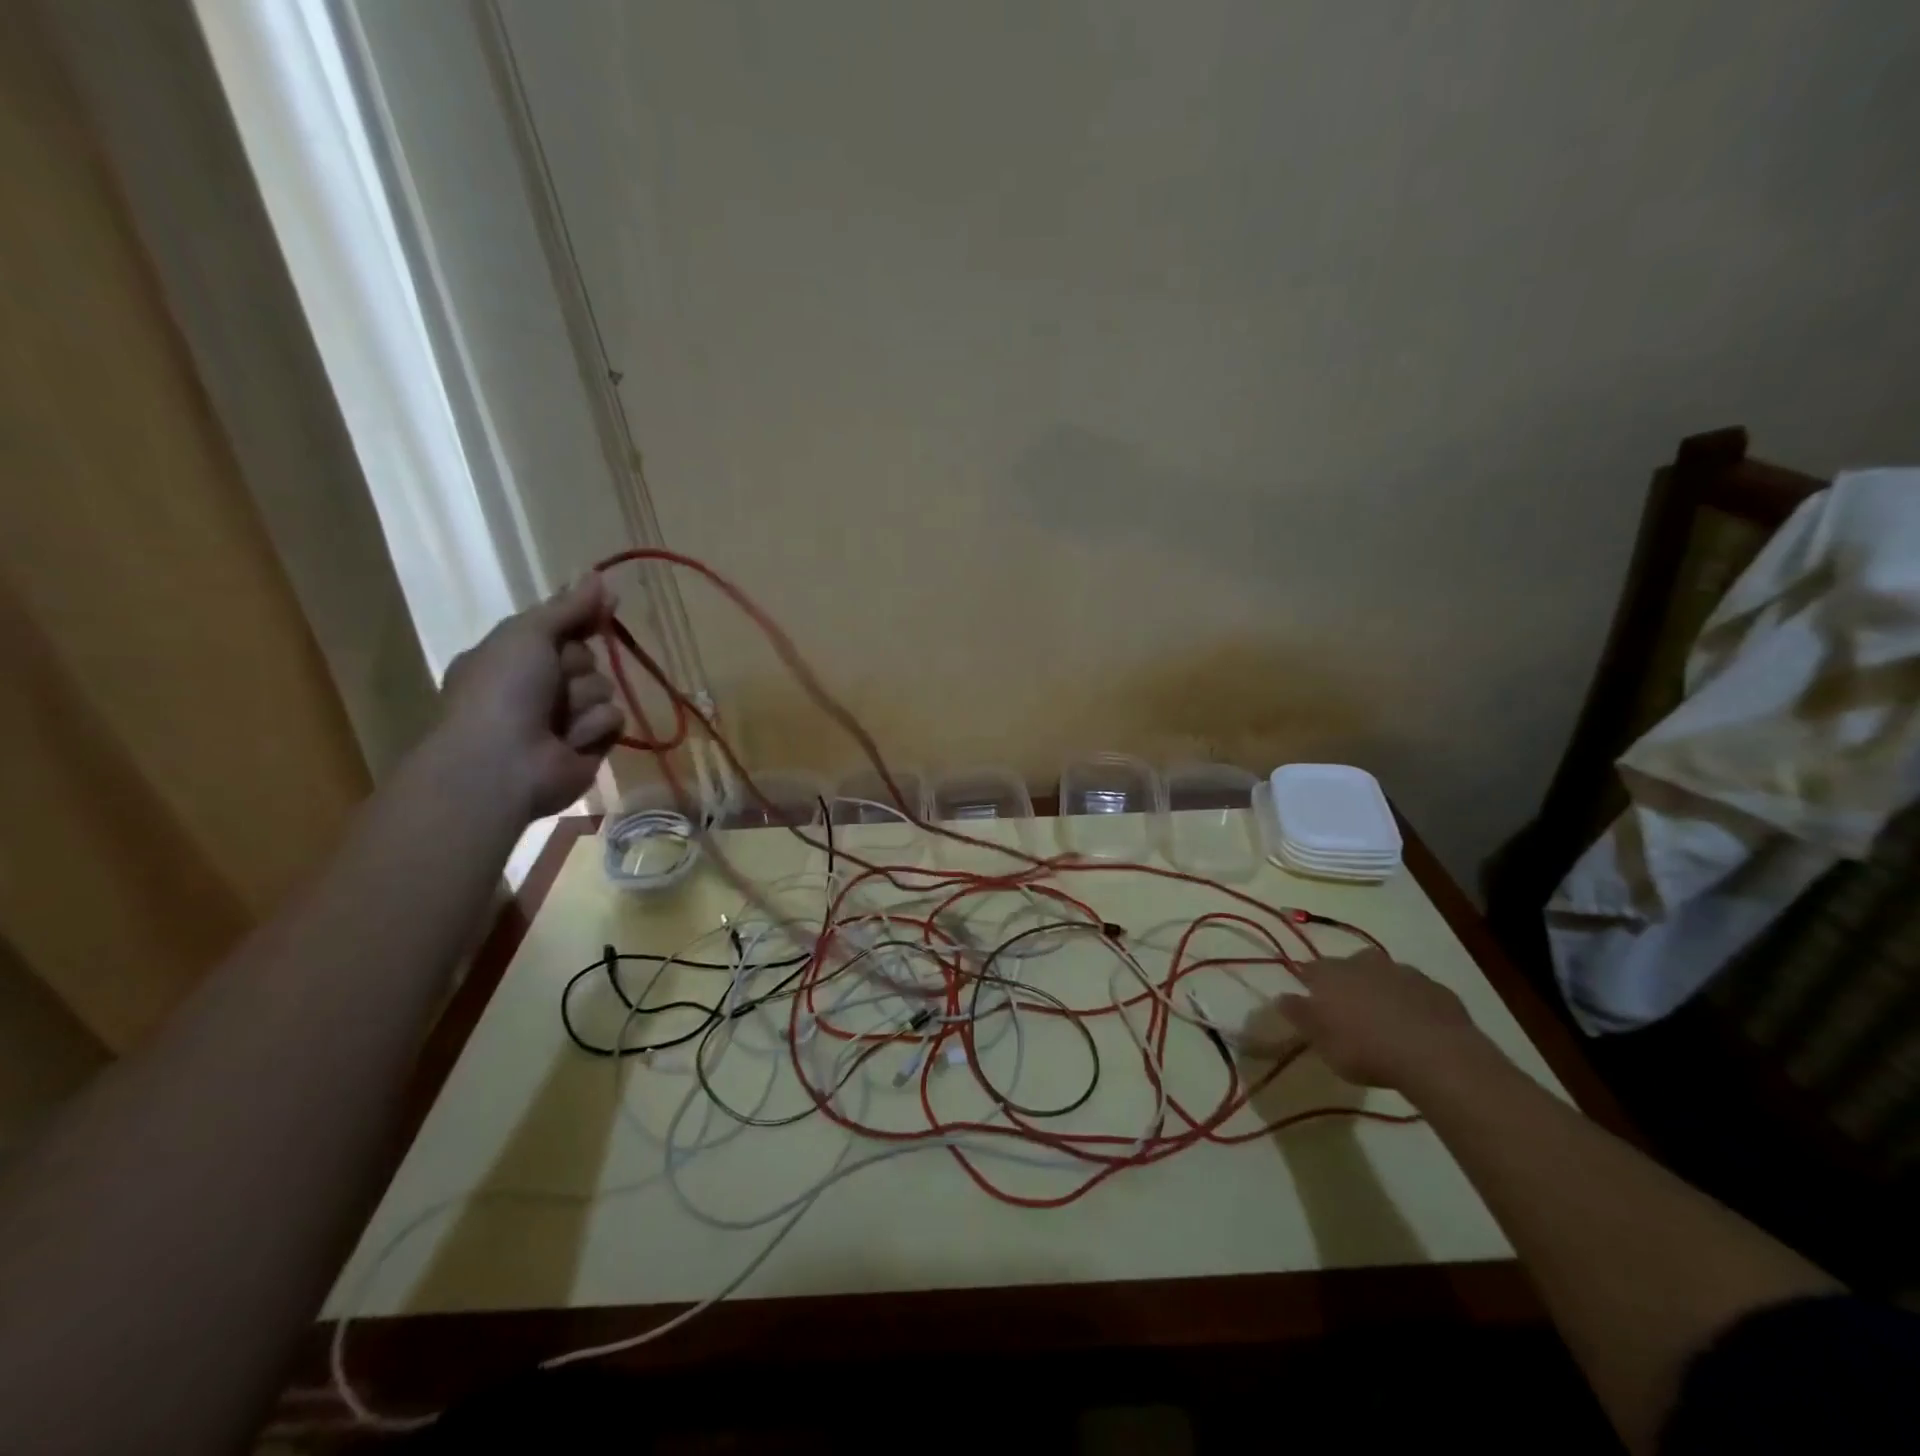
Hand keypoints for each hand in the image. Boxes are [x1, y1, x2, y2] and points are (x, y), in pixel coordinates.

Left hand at [438, 577, 625, 819]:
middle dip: (576, 667)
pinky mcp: (591, 745)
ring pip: (604, 689)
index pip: (563, 628)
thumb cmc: (503, 691)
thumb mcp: (528, 634)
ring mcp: (565, 718)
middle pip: (588, 658)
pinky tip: (570, 742)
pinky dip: (594, 728)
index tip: (606, 606)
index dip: (582, 619)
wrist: (502, 764)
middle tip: (553, 681)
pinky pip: (613, 721)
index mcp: (514, 657)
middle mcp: (539, 686)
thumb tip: (600, 575)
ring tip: (556, 721)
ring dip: (583, 701)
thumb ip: (568, 608)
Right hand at [1276, 950, 1487, 1091]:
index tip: (1310, 999)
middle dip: (1348, 981)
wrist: (1435, 1054)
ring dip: (1382, 989)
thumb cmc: (1365, 1049)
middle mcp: (1364, 963)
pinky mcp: (1437, 989)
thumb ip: (1299, 1016)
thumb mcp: (1321, 1041)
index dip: (1309, 982)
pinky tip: (1417, 1025)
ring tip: (1385, 1018)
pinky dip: (1413, 1002)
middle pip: (1349, 966)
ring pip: (1385, 975)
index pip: (1310, 969)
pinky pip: (1418, 992)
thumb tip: (1280, 996)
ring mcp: (1403, 972)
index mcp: (1331, 974)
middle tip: (1350, 1010)